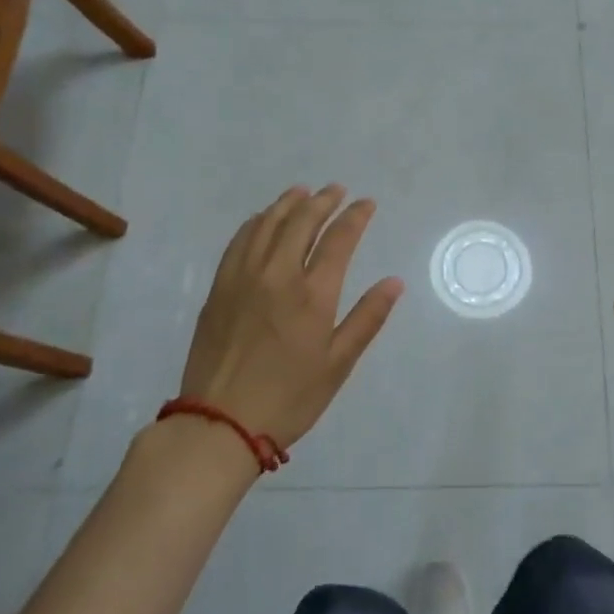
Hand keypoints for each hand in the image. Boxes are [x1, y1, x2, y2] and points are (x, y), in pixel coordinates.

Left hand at [178, 185, 403, 449]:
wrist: (219, 423)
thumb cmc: (289, 398)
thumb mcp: (338, 364)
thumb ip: (367, 318)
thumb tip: (394, 282)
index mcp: (312, 294)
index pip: (339, 239)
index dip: (355, 216)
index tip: (366, 203)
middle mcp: (277, 275)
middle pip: (302, 222)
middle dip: (323, 201)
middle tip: (336, 190)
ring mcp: (243, 278)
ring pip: (267, 224)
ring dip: (288, 203)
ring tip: (302, 192)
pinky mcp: (219, 288)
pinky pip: (239, 241)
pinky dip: (255, 222)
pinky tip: (262, 219)